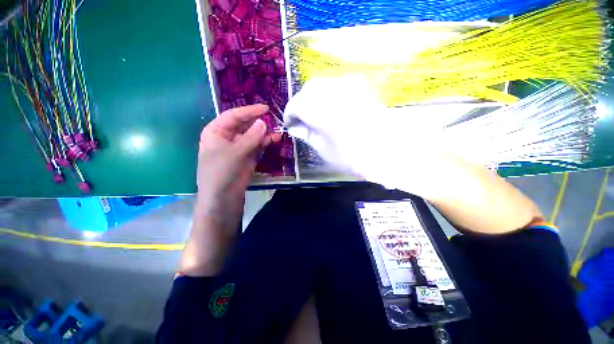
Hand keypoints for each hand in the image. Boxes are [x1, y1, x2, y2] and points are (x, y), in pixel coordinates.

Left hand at [181, 104, 278, 275]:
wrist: (223, 198)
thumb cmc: (222, 172)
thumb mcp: (236, 152)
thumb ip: (251, 137)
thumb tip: (264, 122)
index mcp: (216, 131)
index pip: (234, 116)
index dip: (250, 111)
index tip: (266, 108)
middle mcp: (227, 137)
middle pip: (245, 125)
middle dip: (259, 123)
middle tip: (274, 121)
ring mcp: (238, 147)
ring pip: (253, 136)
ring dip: (265, 134)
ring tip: (278, 132)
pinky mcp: (247, 157)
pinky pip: (257, 146)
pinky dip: (266, 143)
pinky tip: (275, 140)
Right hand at [283, 78, 541, 233]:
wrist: (396, 152)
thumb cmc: (356, 157)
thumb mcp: (324, 151)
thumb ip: (307, 135)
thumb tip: (296, 129)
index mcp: (318, 108)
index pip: (295, 105)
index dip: (290, 116)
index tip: (291, 126)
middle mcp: (331, 91)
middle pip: (307, 91)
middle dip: (301, 106)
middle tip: (303, 123)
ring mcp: (348, 87)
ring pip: (322, 86)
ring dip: (314, 100)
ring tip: (317, 118)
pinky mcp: (361, 89)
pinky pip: (337, 87)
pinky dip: (328, 97)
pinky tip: (332, 112)